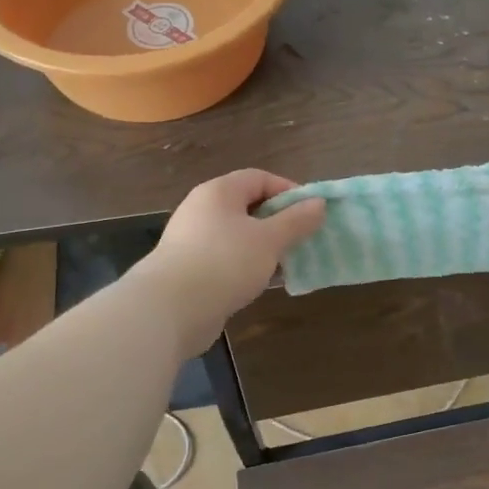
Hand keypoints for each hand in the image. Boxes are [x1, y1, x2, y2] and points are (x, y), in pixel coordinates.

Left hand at [137, 170, 325, 352]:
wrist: (169, 310)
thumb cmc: (224, 263)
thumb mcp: (269, 239)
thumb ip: (296, 220)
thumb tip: (319, 203)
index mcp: (219, 192)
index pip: (259, 178)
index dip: (288, 191)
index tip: (311, 213)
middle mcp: (203, 209)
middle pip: (249, 206)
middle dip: (279, 221)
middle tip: (303, 239)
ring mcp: (194, 240)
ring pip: (239, 235)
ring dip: (265, 247)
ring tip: (289, 263)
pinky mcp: (191, 269)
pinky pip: (227, 259)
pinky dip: (248, 266)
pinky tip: (264, 282)